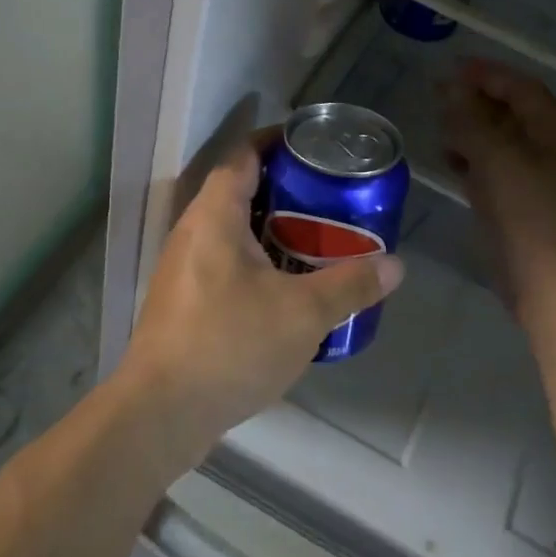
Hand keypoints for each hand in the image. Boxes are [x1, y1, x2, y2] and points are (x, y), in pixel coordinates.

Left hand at [117, 137, 403, 458]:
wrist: (160, 415)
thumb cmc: (230, 345)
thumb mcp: (303, 314)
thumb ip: (351, 285)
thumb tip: (395, 265)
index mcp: (215, 214)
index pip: (244, 154)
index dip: (278, 142)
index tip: (314, 147)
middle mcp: (192, 230)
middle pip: (239, 189)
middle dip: (284, 188)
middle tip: (328, 196)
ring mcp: (181, 266)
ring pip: (231, 228)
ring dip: (270, 227)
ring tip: (316, 238)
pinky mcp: (181, 299)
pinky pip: (223, 259)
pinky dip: (255, 258)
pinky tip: (285, 286)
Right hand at [441, 59, 555, 314]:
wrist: (542, 276)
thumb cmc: (524, 208)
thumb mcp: (493, 155)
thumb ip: (469, 117)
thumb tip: (450, 87)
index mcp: (555, 128)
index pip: (520, 87)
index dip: (487, 73)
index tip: (452, 67)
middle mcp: (550, 145)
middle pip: (510, 110)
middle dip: (475, 99)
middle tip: (438, 93)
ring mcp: (536, 174)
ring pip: (500, 138)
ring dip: (470, 127)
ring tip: (439, 123)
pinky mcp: (520, 198)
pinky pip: (494, 165)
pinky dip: (472, 156)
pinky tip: (449, 157)